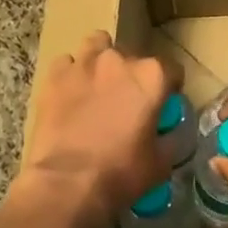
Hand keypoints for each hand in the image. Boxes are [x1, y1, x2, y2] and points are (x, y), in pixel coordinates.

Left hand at [17, 32, 178, 227]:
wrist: (66, 183)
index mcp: (152, 77)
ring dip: (101, 59)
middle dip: (133, 74)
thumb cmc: (120, 173)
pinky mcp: (55, 76)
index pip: (172, 69)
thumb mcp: (160, 162)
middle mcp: (120, 60)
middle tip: (127, 100)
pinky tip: (70, 94)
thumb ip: (167, 138)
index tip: (163, 104)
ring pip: (97, 44)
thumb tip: (166, 133)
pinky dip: (71, 74)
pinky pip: (66, 64)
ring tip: (97, 83)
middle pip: (133, 56)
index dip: (170, 87)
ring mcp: (84, 63)